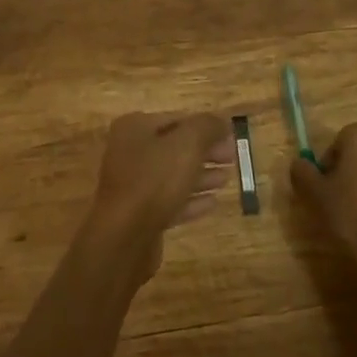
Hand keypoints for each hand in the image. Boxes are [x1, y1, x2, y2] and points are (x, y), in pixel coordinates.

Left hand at [83, 112, 233, 281]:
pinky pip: (169, 201)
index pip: (177, 119)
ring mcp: (132, 184)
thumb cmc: (154, 180)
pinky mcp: (138, 215)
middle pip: (175, 146)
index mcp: (135, 127)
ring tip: (226, 179)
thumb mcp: (187, 144)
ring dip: (201, 175)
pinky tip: (213, 203)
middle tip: (232, 158)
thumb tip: (223, 120)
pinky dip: (191, 200)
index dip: (206, 126)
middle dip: (205, 151)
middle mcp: (129, 151)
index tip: (231, 136)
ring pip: (173, 174)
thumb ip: (207, 127)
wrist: (124, 238)